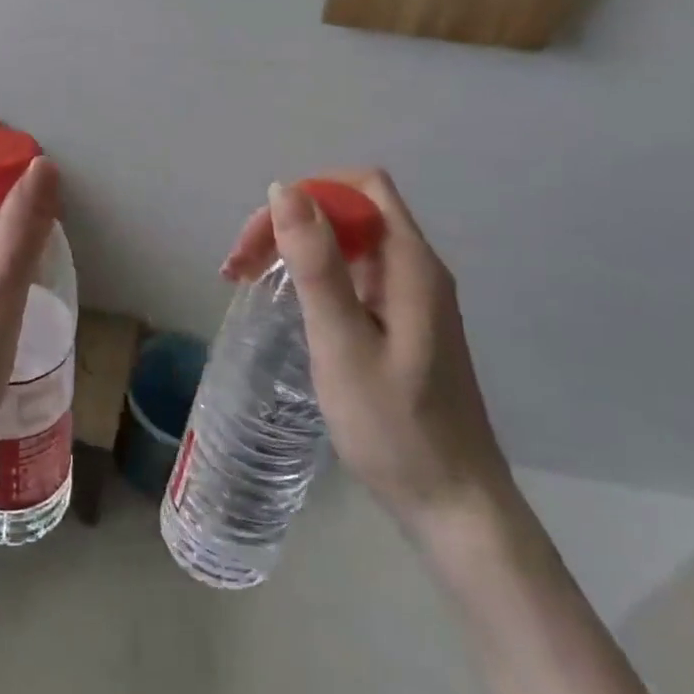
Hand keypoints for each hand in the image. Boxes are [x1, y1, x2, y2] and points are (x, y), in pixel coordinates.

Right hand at [221, 170, 512, 533]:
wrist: (453, 505)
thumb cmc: (395, 427)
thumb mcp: (343, 343)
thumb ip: (316, 264)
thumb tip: (284, 190)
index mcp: (411, 264)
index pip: (361, 187)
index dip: (308, 195)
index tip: (263, 237)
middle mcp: (416, 269)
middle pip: (350, 210)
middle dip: (291, 222)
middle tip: (240, 267)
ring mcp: (412, 297)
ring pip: (348, 242)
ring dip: (297, 248)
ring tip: (249, 281)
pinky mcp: (403, 322)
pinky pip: (353, 274)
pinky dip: (314, 276)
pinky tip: (289, 306)